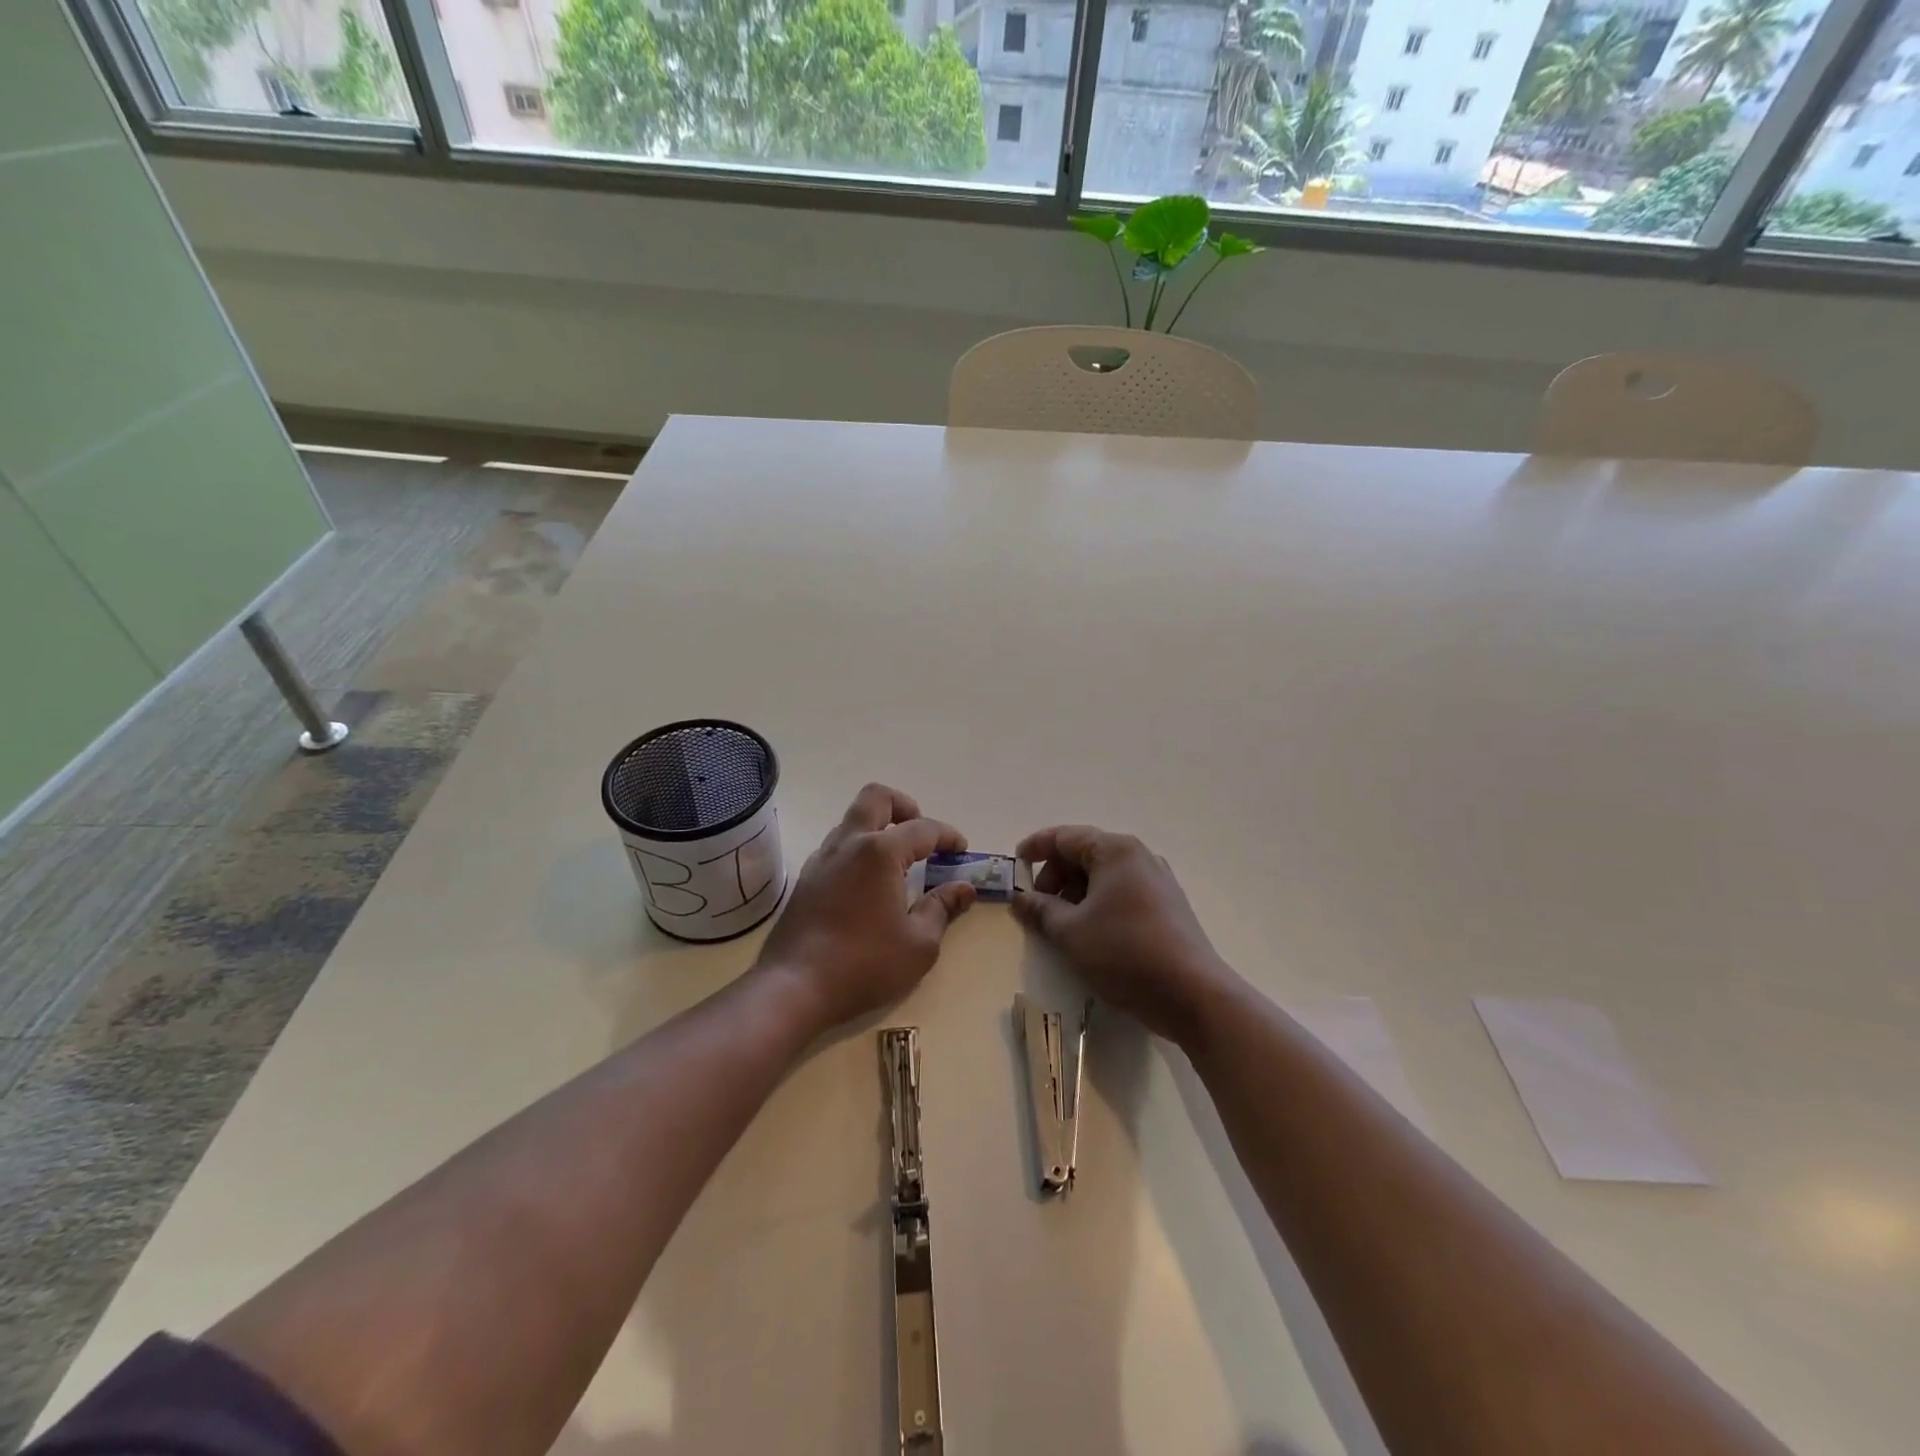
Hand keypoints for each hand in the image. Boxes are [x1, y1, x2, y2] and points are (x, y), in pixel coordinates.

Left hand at [756, 784, 976, 1030]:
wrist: (794, 987)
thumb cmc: (864, 964)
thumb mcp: (919, 944)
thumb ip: (943, 908)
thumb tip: (964, 888)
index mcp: (880, 852)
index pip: (923, 829)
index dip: (948, 836)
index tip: (962, 850)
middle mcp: (848, 843)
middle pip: (876, 798)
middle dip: (905, 806)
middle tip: (922, 836)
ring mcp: (822, 858)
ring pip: (853, 820)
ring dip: (879, 827)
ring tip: (899, 861)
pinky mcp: (806, 878)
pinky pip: (837, 845)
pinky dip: (859, 848)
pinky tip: (869, 882)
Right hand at [1011, 825, 1235, 1049]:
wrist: (1192, 994)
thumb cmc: (1125, 953)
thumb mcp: (1071, 932)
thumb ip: (1041, 910)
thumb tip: (1019, 899)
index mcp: (1116, 851)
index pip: (1066, 837)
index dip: (1036, 848)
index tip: (1015, 865)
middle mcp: (1139, 857)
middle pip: (1086, 854)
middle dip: (1056, 876)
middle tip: (1038, 905)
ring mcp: (1158, 881)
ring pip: (1104, 876)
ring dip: (1076, 893)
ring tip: (1061, 925)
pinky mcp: (1167, 906)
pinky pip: (1122, 893)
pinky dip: (1098, 904)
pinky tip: (1090, 934)